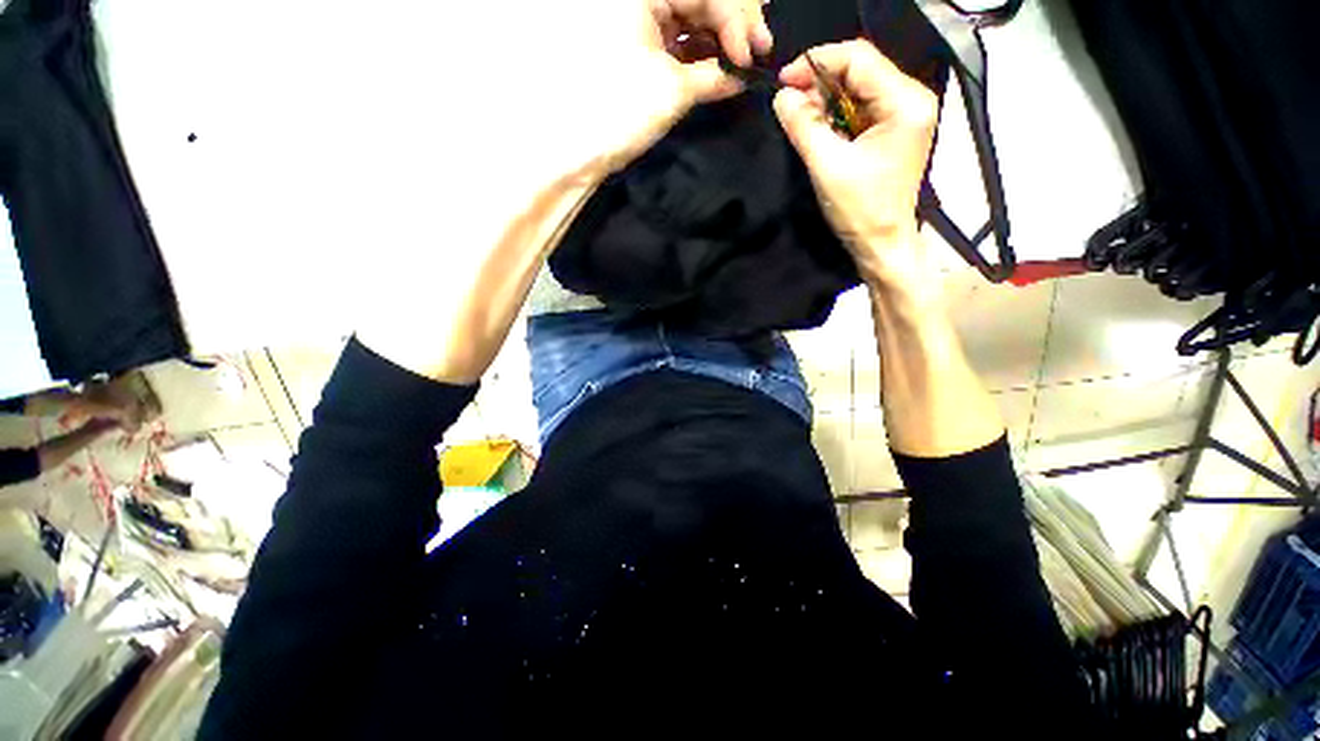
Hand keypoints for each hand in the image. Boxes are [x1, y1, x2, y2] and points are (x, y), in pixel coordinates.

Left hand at [462, 1, 772, 187]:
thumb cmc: (620, 112)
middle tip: (759, 53)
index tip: (755, 52)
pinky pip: (678, 44)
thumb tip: (744, 73)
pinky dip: (700, 57)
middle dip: (732, 26)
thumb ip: (714, 76)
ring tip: (744, 63)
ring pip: (691, 21)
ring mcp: (638, 25)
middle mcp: (639, 2)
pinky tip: (720, 70)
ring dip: (720, 42)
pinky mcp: (639, 52)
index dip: (736, 18)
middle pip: (699, 1)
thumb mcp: (673, 90)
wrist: (579, 151)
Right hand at [772, 41, 939, 284]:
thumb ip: (804, 126)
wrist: (882, 243)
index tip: (784, 81)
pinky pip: (861, 107)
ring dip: (826, 98)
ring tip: (801, 117)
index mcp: (905, 102)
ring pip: (859, 87)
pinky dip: (836, 113)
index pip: (859, 59)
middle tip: (790, 102)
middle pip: (861, 69)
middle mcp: (911, 98)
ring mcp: (905, 113)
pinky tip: (819, 126)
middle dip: (820, 81)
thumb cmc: (860, 210)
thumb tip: (781, 96)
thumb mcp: (827, 166)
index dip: (817, 63)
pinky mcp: (894, 129)